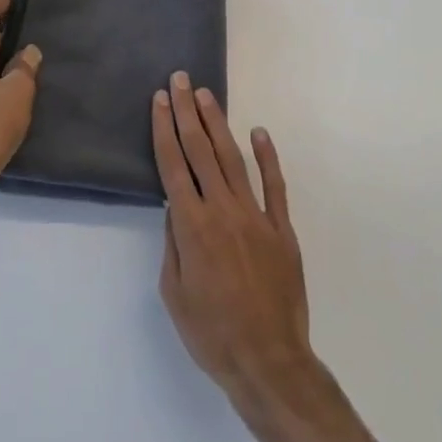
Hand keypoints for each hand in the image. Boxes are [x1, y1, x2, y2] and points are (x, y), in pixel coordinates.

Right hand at [154, 71, 314, 410]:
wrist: (268, 361)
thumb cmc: (212, 333)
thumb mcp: (174, 293)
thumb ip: (173, 243)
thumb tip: (174, 206)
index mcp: (191, 226)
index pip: (173, 165)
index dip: (164, 129)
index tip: (159, 100)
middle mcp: (222, 210)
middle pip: (200, 151)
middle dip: (187, 112)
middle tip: (181, 80)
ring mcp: (255, 216)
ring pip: (233, 159)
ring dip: (218, 124)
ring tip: (207, 95)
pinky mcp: (281, 228)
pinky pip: (274, 185)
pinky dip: (267, 157)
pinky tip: (259, 133)